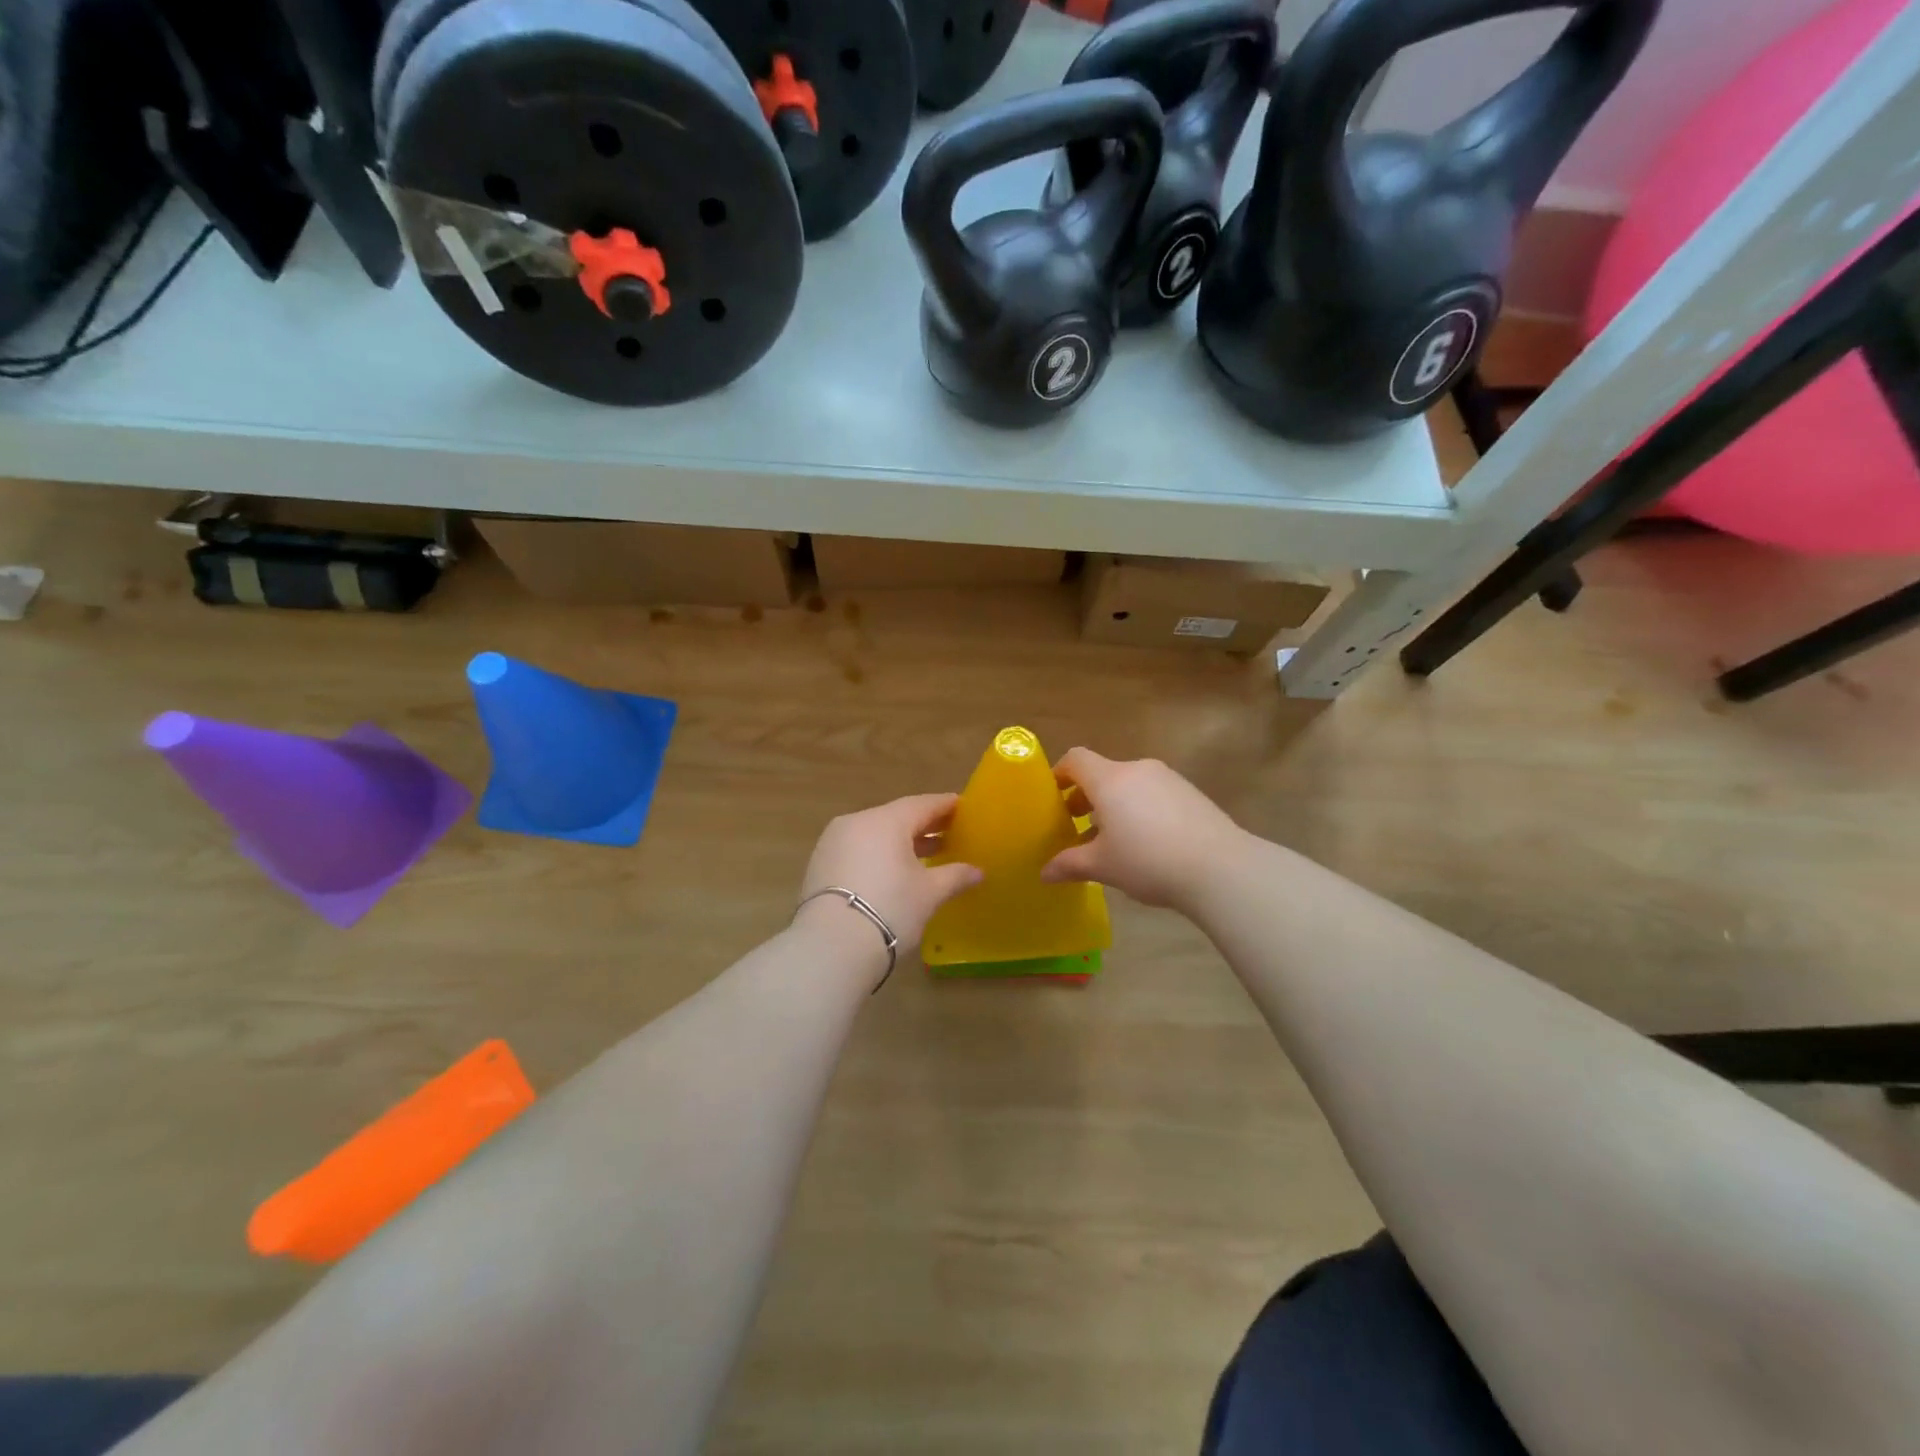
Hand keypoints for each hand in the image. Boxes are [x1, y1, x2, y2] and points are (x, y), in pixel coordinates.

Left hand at [796, 794, 983, 971]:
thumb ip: (955, 876)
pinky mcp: (820, 864)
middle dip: (925, 825)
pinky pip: (858, 849)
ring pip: (875, 834)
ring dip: (901, 842)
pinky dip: (879, 854)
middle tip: (950, 832)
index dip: (945, 806)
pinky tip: (894, 871)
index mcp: (886, 820)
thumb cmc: (890, 909)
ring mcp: (833, 842)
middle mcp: (857, 822)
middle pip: (897, 817)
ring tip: (927, 855)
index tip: (963, 807)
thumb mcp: (929, 893)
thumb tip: (978, 871)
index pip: (922, 804)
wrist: (831, 946)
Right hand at [1041, 749, 1248, 909]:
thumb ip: (1069, 864)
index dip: (1059, 774)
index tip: (1053, 799)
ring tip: (1113, 839)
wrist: (1220, 868)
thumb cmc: (1148, 861)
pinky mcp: (1191, 793)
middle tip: (1078, 826)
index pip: (1076, 759)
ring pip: (1129, 784)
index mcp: (1110, 780)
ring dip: (1114, 804)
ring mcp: (1168, 779)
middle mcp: (1137, 769)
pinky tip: (1147, 843)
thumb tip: (1045, 872)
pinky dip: (1140, 809)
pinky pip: (1153, 793)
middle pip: (1102, 773)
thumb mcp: (1102, 867)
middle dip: (1086, 796)